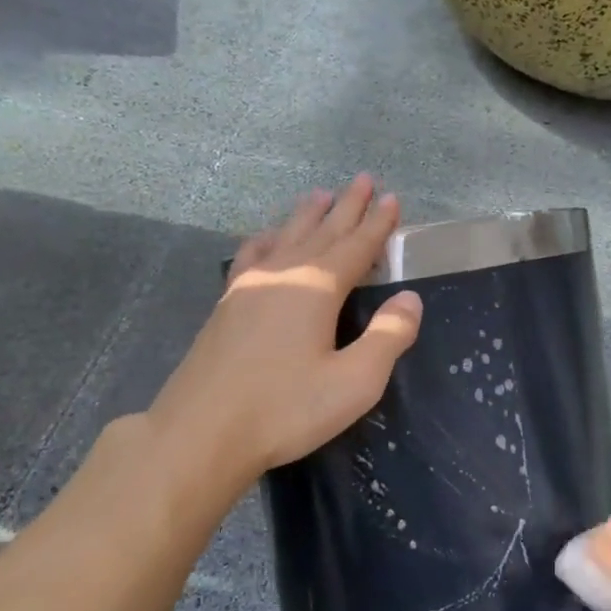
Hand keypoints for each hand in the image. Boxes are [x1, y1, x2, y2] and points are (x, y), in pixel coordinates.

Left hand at [147, 176, 423, 479]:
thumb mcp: (354, 382)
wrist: (201, 432)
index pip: (356, 246)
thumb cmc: (285, 409)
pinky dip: (267, 238)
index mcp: (316, 288)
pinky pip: (253, 254)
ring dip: (306, 215)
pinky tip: (267, 237)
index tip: (391, 198)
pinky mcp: (226, 304)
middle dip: (346, 206)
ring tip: (320, 194)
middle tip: (362, 179)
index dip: (377, 224)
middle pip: (321, 231)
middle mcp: (283, 274)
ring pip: (285, 236)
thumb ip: (388, 337)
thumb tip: (410, 299)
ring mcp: (248, 286)